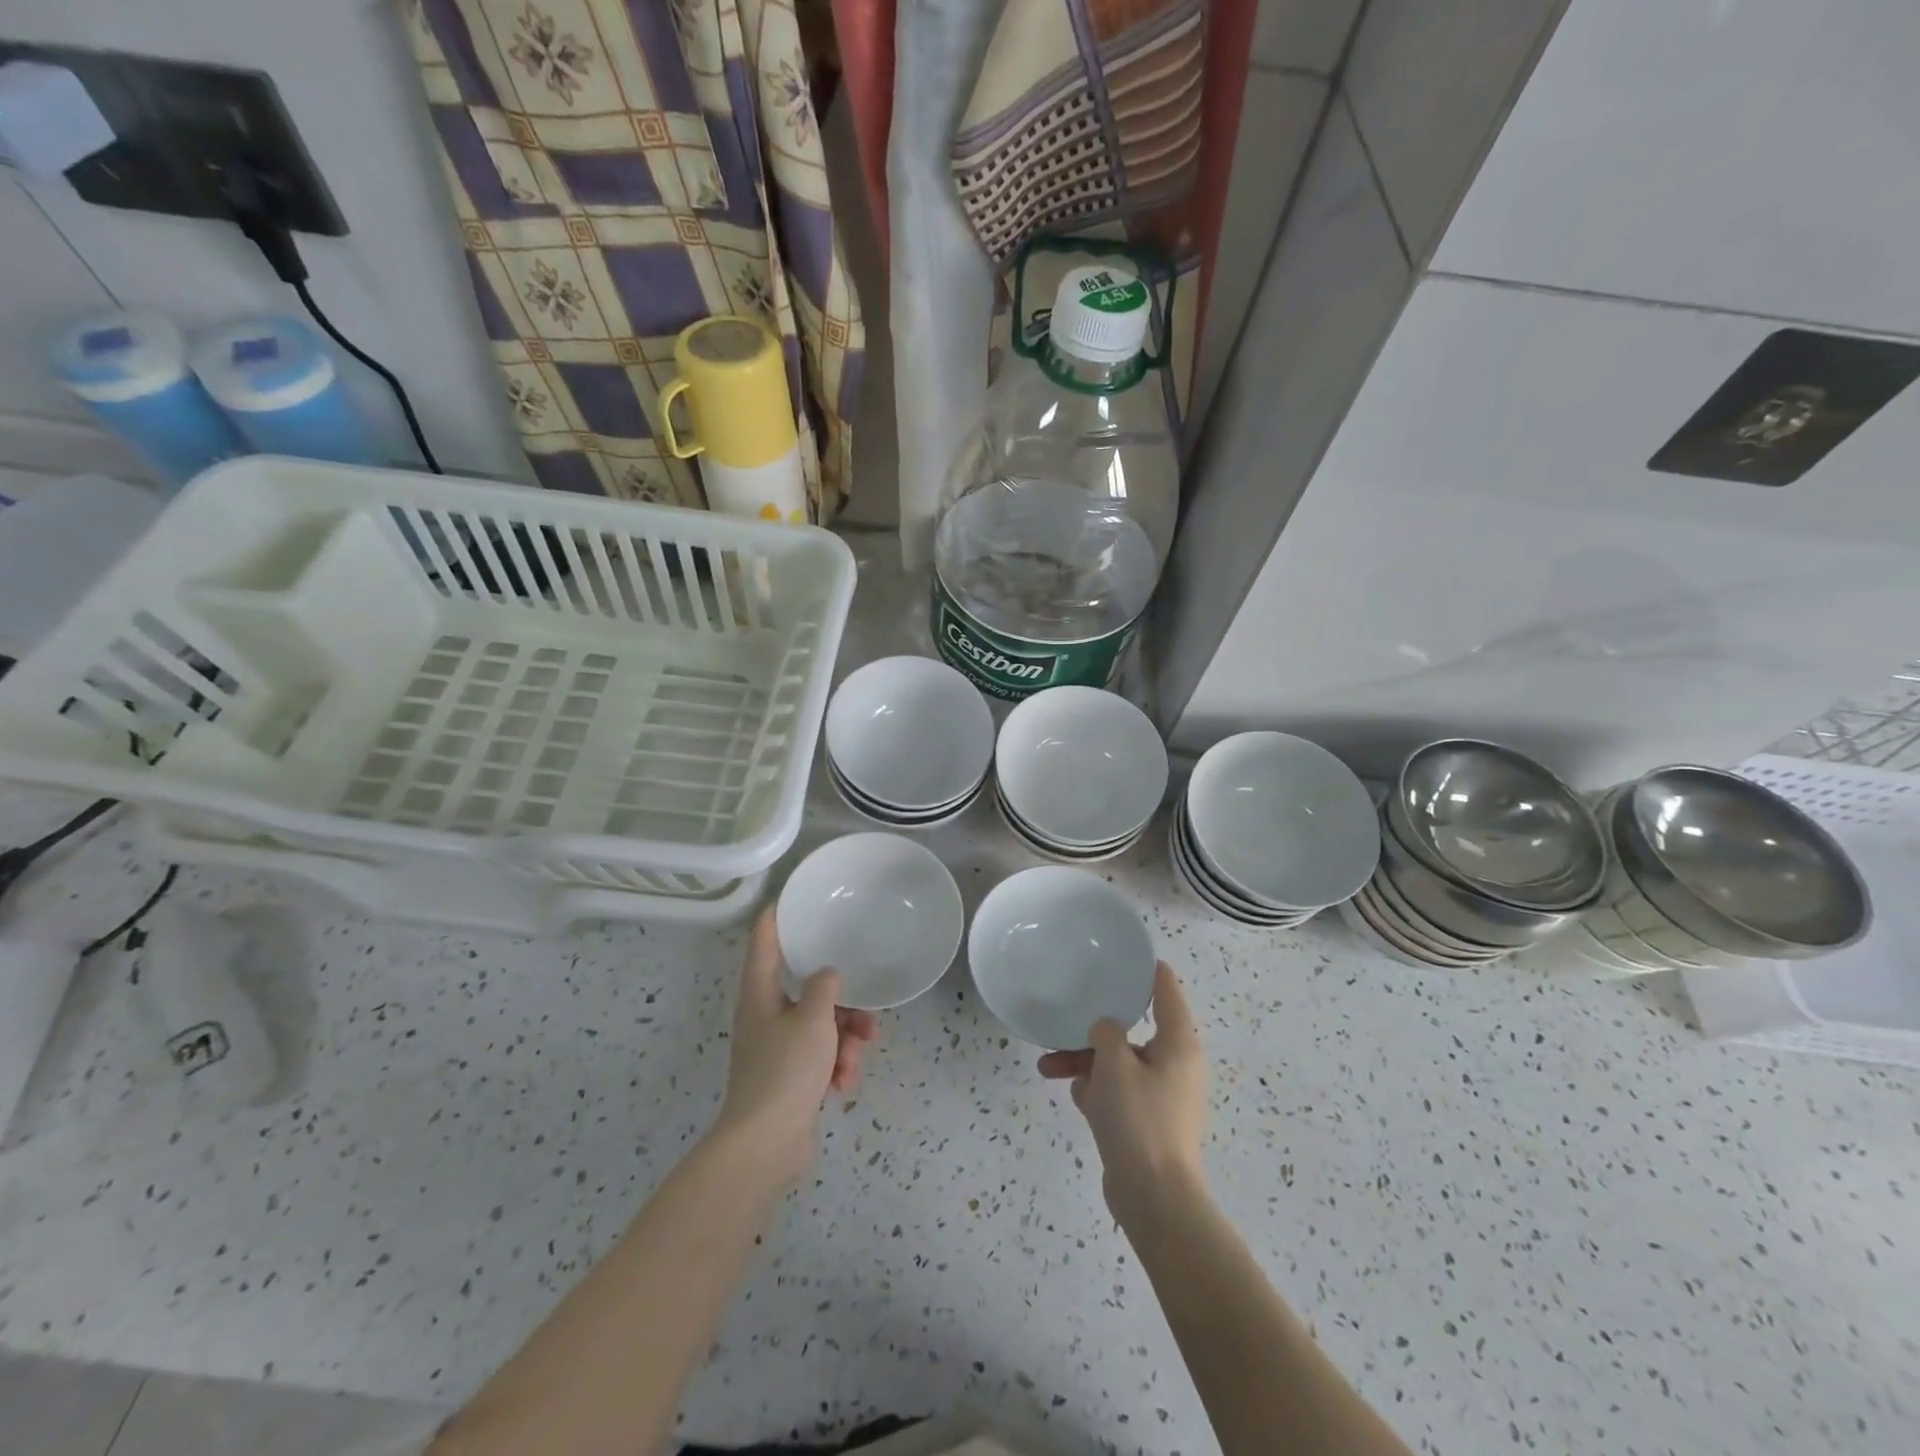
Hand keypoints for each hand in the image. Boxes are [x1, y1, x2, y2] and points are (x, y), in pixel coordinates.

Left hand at [714, 908, 877, 1181]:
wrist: (765, 1145)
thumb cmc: (785, 1070)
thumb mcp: (813, 1019)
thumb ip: (824, 988)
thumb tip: (827, 975)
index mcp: (760, 993)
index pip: (765, 941)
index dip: (778, 915)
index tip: (795, 895)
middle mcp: (766, 1014)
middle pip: (807, 989)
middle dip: (842, 1003)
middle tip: (865, 1012)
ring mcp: (777, 1047)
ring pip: (822, 1025)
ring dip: (845, 1039)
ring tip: (855, 1058)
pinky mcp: (790, 1076)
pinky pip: (821, 1055)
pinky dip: (836, 1065)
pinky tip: (844, 1084)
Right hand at [1039, 962, 1207, 1220]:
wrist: (1154, 1199)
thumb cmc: (1139, 1120)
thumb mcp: (1115, 1064)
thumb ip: (1106, 1033)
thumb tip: (1106, 1031)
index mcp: (1178, 1044)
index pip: (1166, 990)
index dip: (1146, 969)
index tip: (1122, 954)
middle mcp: (1175, 1065)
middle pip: (1132, 1030)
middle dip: (1094, 1029)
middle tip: (1067, 1020)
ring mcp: (1162, 1096)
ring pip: (1118, 1063)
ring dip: (1085, 1062)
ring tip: (1048, 1067)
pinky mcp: (1147, 1123)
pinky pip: (1118, 1093)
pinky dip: (1096, 1091)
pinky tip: (1074, 1096)